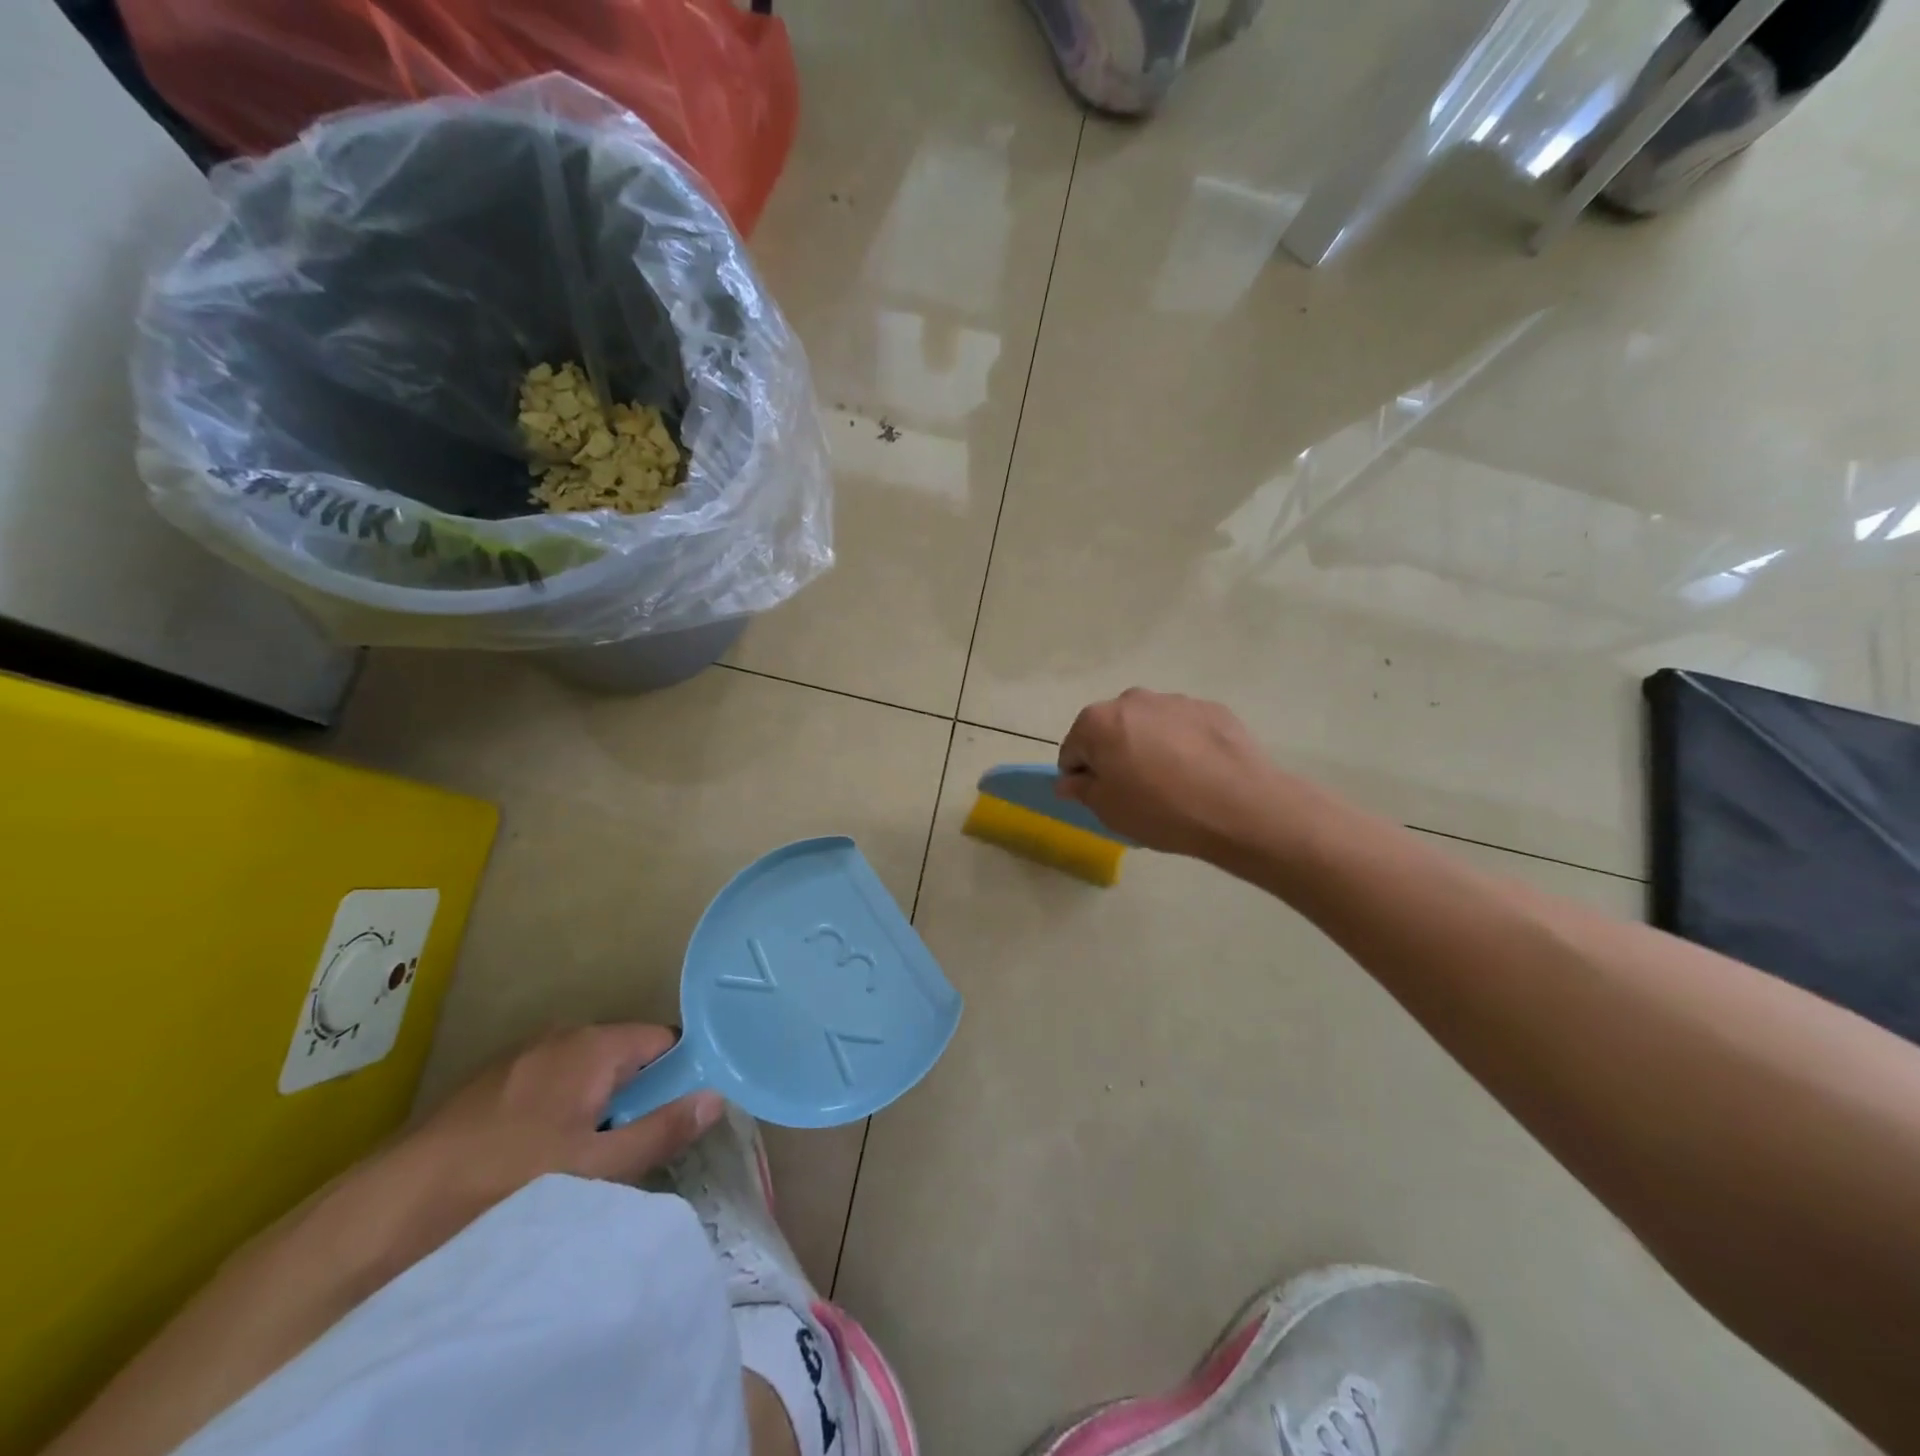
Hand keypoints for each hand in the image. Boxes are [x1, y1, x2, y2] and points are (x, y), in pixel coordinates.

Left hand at [404, 1024, 723, 1205]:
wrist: (391, 1206)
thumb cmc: (507, 1180)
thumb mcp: (596, 1167)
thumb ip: (661, 1129)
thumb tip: (716, 1097)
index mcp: (594, 1044)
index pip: (665, 1041)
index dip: (682, 1074)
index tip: (682, 1115)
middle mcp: (563, 1034)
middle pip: (627, 1056)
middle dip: (638, 1096)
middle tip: (632, 1149)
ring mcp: (523, 1055)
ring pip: (588, 1072)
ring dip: (599, 1106)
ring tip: (587, 1160)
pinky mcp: (493, 1081)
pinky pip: (552, 1084)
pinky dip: (563, 1110)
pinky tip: (541, 1157)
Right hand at [1057, 689, 1299, 859]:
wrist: (1240, 806)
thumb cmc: (1161, 810)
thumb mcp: (1108, 810)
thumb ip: (1081, 789)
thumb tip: (1069, 780)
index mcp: (1098, 722)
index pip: (1073, 749)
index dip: (1082, 776)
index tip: (1102, 798)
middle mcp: (1133, 700)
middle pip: (1110, 730)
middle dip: (1116, 755)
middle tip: (1136, 791)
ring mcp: (1175, 700)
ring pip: (1149, 726)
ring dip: (1150, 747)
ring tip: (1174, 784)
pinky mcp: (1211, 709)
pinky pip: (1184, 728)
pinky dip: (1183, 745)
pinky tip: (1200, 774)